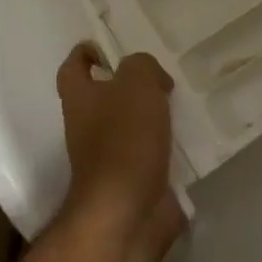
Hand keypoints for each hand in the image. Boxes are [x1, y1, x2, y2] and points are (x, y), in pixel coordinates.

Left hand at [56, 44, 184, 258]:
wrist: (127, 213)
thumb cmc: (124, 138)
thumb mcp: (137, 82)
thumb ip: (142, 65)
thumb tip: (151, 78)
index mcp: (79, 98)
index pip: (73, 67)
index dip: (87, 53)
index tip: (110, 48)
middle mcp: (86, 126)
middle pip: (104, 96)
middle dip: (129, 85)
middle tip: (160, 75)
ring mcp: (107, 157)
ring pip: (129, 124)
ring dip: (151, 115)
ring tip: (181, 102)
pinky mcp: (131, 181)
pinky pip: (149, 153)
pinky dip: (165, 145)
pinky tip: (188, 135)